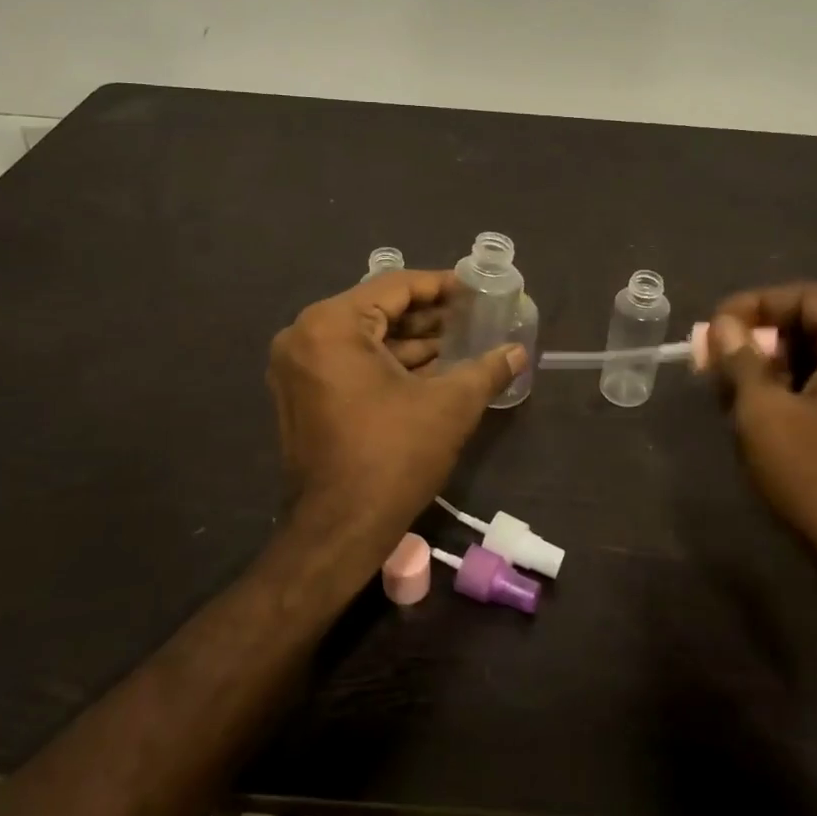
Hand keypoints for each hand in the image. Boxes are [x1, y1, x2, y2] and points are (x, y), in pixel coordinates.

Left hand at [267, 270, 521, 566]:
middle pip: (377, 310)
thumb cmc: (393, 457)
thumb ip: (486, 369)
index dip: (440, 285)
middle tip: (472, 316)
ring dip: (410, 341)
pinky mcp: (302, 395)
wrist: (339, 531)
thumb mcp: (449, 406)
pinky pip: (350, 362)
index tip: (474, 289)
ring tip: (460, 340)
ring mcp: (298, 368)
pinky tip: (432, 367)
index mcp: (331, 326)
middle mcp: (304, 337)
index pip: (394, 287)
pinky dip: (388, 363)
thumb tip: (518, 352)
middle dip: (427, 316)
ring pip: (364, 338)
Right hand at [708, 283, 816, 601]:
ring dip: (782, 367)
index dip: (753, 305)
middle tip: (721, 363)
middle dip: (764, 339)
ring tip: (739, 393)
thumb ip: (740, 359)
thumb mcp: (763, 414)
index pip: (806, 296)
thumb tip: (723, 324)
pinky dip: (809, 390)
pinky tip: (775, 417)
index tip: (715, 329)